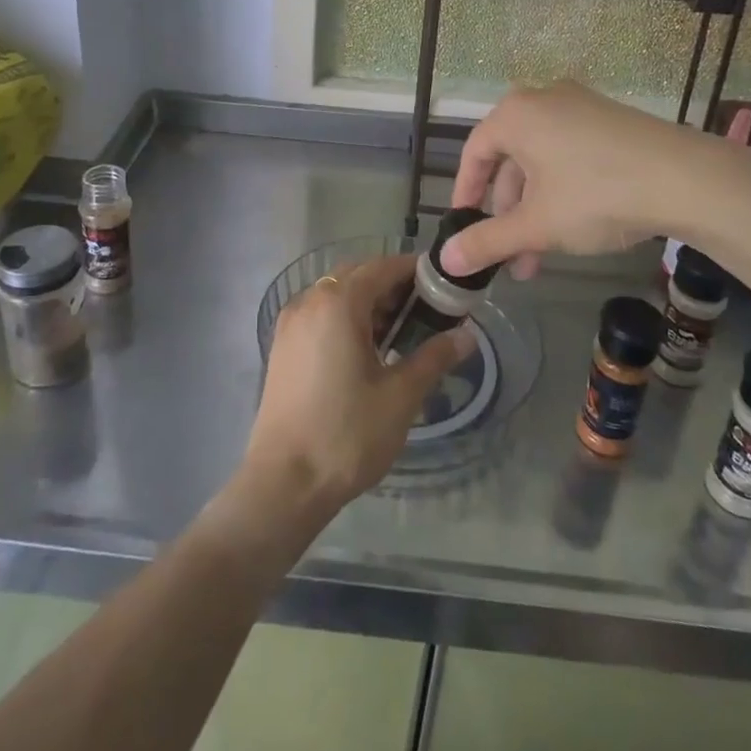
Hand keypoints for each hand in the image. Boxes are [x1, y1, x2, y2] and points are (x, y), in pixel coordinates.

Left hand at [239, 254, 475, 526]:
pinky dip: (347, 320)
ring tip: (402, 335)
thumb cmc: (346, 434)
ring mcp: (291, 323)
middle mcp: (309, 300)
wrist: (283, 483)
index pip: (383, 267)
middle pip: (358, 276)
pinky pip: (321, 315)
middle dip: (394, 287)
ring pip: (337, 295)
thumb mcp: (400, 396)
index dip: (416, 272)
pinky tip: (367, 352)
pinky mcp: (283, 347)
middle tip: (429, 313)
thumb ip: (434, 357)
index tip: (446, 287)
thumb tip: (467, 335)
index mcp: (338, 302)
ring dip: (370, 304)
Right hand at [442, 81, 750, 279]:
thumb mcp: (536, 224)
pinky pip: (571, 154)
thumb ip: (487, 241)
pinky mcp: (612, 120)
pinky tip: (575, 227)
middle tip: (511, 256)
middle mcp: (544, 100)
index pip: (474, 153)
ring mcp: (582, 106)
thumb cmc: (596, 195)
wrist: (688, 179)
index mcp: (515, 114)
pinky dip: (562, 190)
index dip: (465, 194)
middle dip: (508, 214)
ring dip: (535, 209)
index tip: (465, 227)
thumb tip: (446, 260)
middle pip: (511, 160)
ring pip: (542, 162)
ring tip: (542, 256)